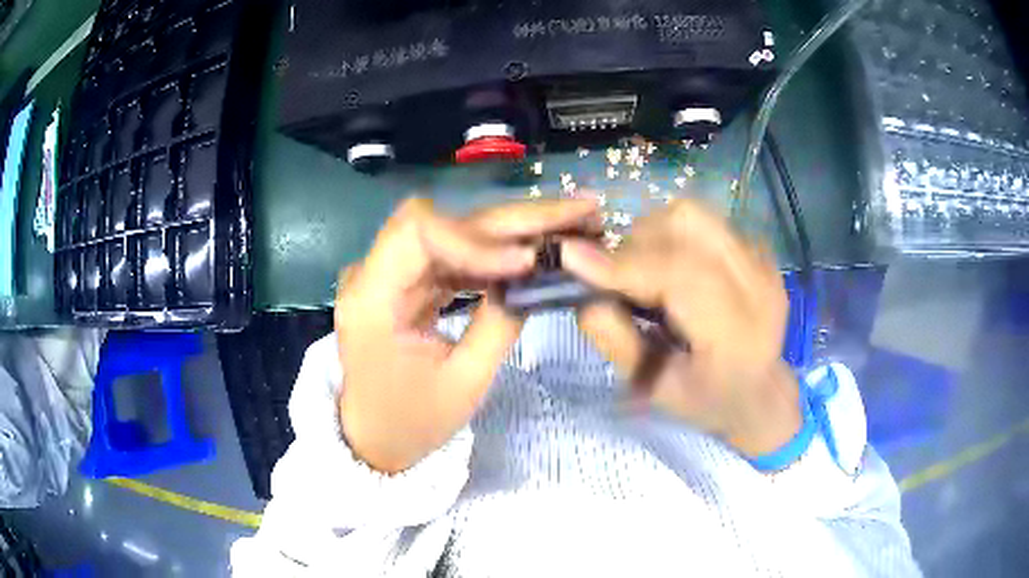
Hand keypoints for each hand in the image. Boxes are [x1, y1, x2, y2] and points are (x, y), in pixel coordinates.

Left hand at [336, 197, 599, 472]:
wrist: (374, 438)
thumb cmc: (409, 423)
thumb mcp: (462, 383)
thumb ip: (499, 323)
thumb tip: (537, 276)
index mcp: (371, 298)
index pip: (418, 232)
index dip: (476, 238)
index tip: (528, 260)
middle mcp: (374, 271)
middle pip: (445, 221)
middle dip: (514, 219)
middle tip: (580, 211)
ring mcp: (390, 273)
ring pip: (456, 231)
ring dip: (512, 229)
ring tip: (568, 225)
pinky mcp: (408, 280)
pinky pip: (455, 254)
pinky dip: (496, 252)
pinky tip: (534, 251)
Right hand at [561, 199, 800, 457]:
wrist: (761, 391)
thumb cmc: (705, 400)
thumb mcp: (651, 387)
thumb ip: (616, 340)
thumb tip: (583, 290)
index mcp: (736, 335)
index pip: (681, 276)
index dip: (624, 263)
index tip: (571, 257)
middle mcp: (757, 287)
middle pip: (688, 227)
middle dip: (636, 245)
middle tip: (618, 278)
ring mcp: (762, 261)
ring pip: (694, 215)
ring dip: (653, 234)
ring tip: (645, 270)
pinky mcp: (758, 249)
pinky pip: (705, 221)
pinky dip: (674, 235)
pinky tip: (674, 268)